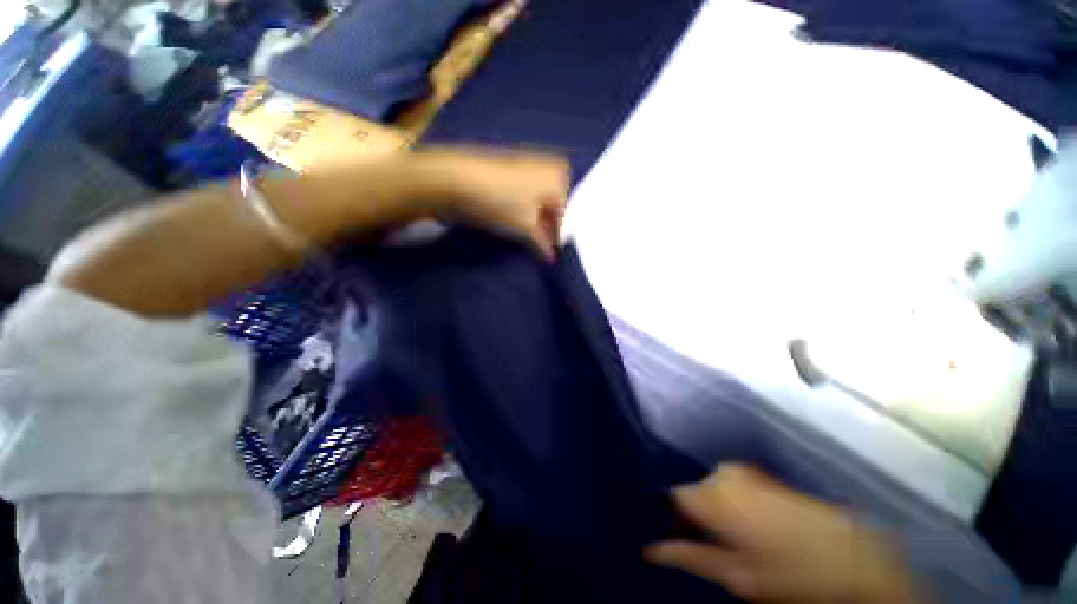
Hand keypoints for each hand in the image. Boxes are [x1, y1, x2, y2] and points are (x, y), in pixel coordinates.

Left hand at [417, 148, 569, 258]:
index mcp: (559, 179)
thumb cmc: (504, 203)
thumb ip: (543, 244)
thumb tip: (551, 258)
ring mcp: (529, 164)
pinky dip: (526, 207)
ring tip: (527, 235)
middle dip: (547, 227)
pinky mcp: (512, 166)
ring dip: (536, 218)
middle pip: (553, 205)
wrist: (461, 178)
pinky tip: (516, 218)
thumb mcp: (527, 228)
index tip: (550, 254)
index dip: (556, 237)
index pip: (563, 216)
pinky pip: (527, 191)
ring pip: (540, 199)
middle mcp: (549, 168)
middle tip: (540, 245)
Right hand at [645, 465, 922, 603]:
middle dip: (695, 515)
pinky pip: (731, 484)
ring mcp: (745, 472)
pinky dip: (731, 502)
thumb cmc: (790, 572)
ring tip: (735, 538)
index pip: (674, 497)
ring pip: (711, 488)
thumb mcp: (736, 575)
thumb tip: (650, 550)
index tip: (683, 538)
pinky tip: (752, 525)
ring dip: (714, 510)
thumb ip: (689, 557)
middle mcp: (724, 474)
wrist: (853, 556)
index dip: (675, 518)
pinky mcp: (762, 475)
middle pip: (692, 491)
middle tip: (713, 545)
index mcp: (713, 495)